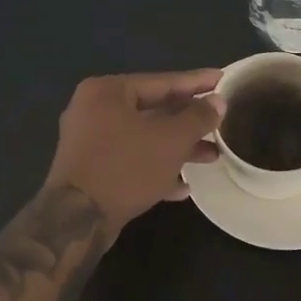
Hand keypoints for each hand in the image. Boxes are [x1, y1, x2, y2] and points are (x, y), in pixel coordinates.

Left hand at [43, 69, 224, 234]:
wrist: (77, 220)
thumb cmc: (125, 167)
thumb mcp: (171, 140)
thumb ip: (197, 117)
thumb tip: (218, 101)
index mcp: (107, 91)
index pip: (161, 81)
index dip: (196, 82)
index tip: (223, 79)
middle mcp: (93, 110)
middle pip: (152, 110)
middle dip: (189, 121)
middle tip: (220, 121)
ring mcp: (89, 142)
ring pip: (143, 138)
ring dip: (177, 147)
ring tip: (211, 156)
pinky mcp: (90, 170)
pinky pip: (130, 160)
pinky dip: (155, 168)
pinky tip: (183, 186)